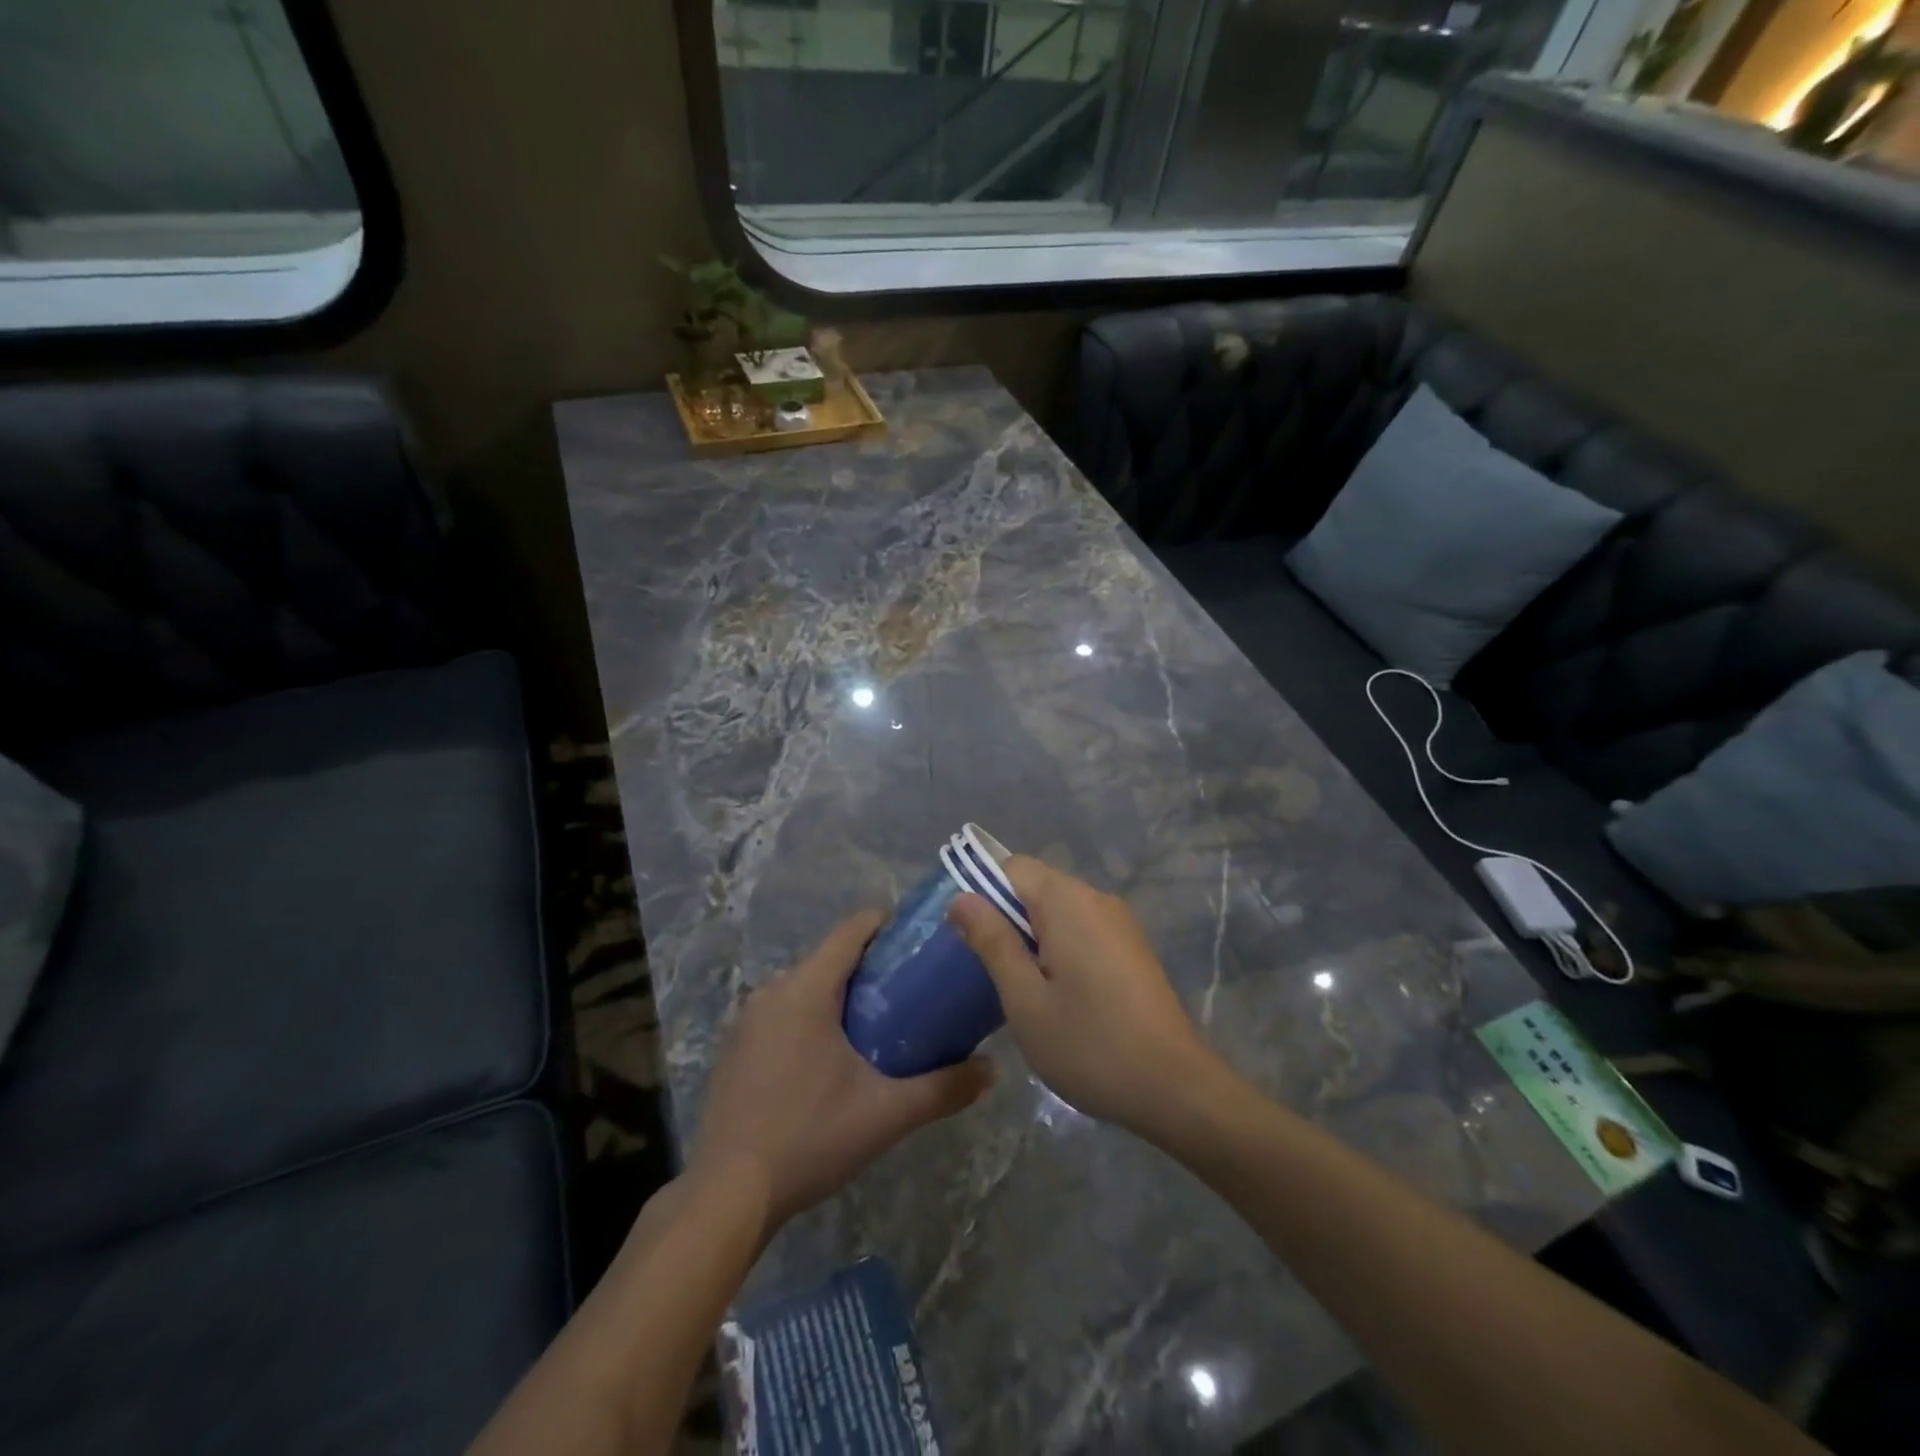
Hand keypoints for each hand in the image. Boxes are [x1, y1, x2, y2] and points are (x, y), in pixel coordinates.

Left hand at [689, 911, 994, 1234]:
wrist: (727, 1194)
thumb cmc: (810, 1138)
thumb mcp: (887, 1114)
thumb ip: (944, 1088)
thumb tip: (994, 1069)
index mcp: (807, 989)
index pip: (852, 930)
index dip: (887, 923)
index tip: (918, 937)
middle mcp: (772, 990)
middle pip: (829, 958)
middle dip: (868, 965)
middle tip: (909, 989)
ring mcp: (746, 1019)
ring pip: (803, 986)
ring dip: (837, 993)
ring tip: (876, 1022)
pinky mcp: (734, 1047)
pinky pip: (780, 1011)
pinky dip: (808, 1017)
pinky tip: (827, 1057)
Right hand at [949, 858, 1220, 1131]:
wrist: (1174, 1086)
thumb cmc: (1089, 1044)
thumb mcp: (1025, 999)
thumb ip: (992, 942)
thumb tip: (962, 898)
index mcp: (1067, 901)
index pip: (1012, 866)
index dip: (982, 892)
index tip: (969, 938)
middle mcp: (1096, 898)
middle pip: (1036, 885)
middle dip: (1007, 918)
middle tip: (990, 970)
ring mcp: (1119, 922)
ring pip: (1059, 909)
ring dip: (1033, 936)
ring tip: (1021, 987)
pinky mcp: (1132, 947)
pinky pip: (1083, 928)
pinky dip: (1060, 947)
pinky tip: (1058, 994)